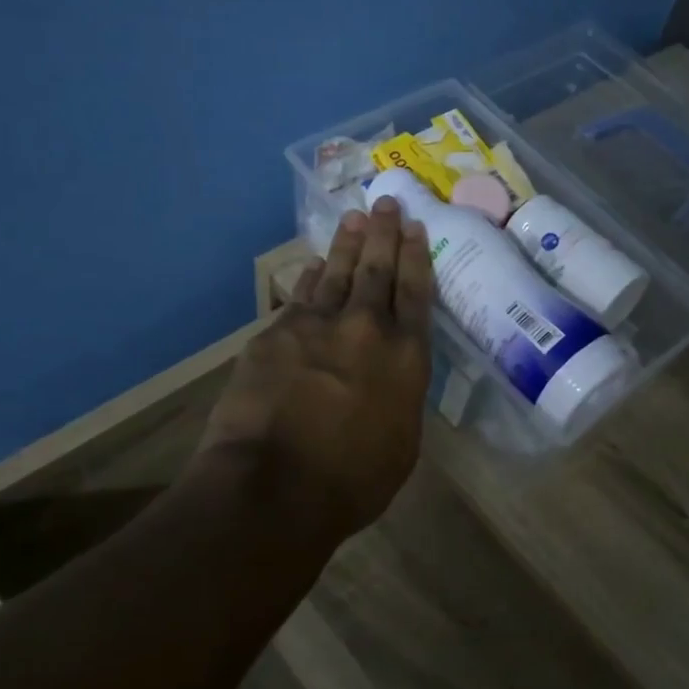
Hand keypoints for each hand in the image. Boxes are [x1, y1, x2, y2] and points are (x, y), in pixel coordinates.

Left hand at [197, 197, 434, 538]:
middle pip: (377, 270)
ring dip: (346, 244)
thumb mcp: (401, 443)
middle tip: (386, 202)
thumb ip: (400, 397)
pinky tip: (311, 264)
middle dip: (383, 234)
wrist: (274, 486)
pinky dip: (308, 277)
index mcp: (406, 357)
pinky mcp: (275, 334)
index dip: (415, 256)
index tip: (414, 227)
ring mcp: (316, 326)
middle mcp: (366, 329)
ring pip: (336, 273)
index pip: (415, 293)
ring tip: (354, 218)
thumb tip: (390, 376)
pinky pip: (299, 296)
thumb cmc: (352, 481)